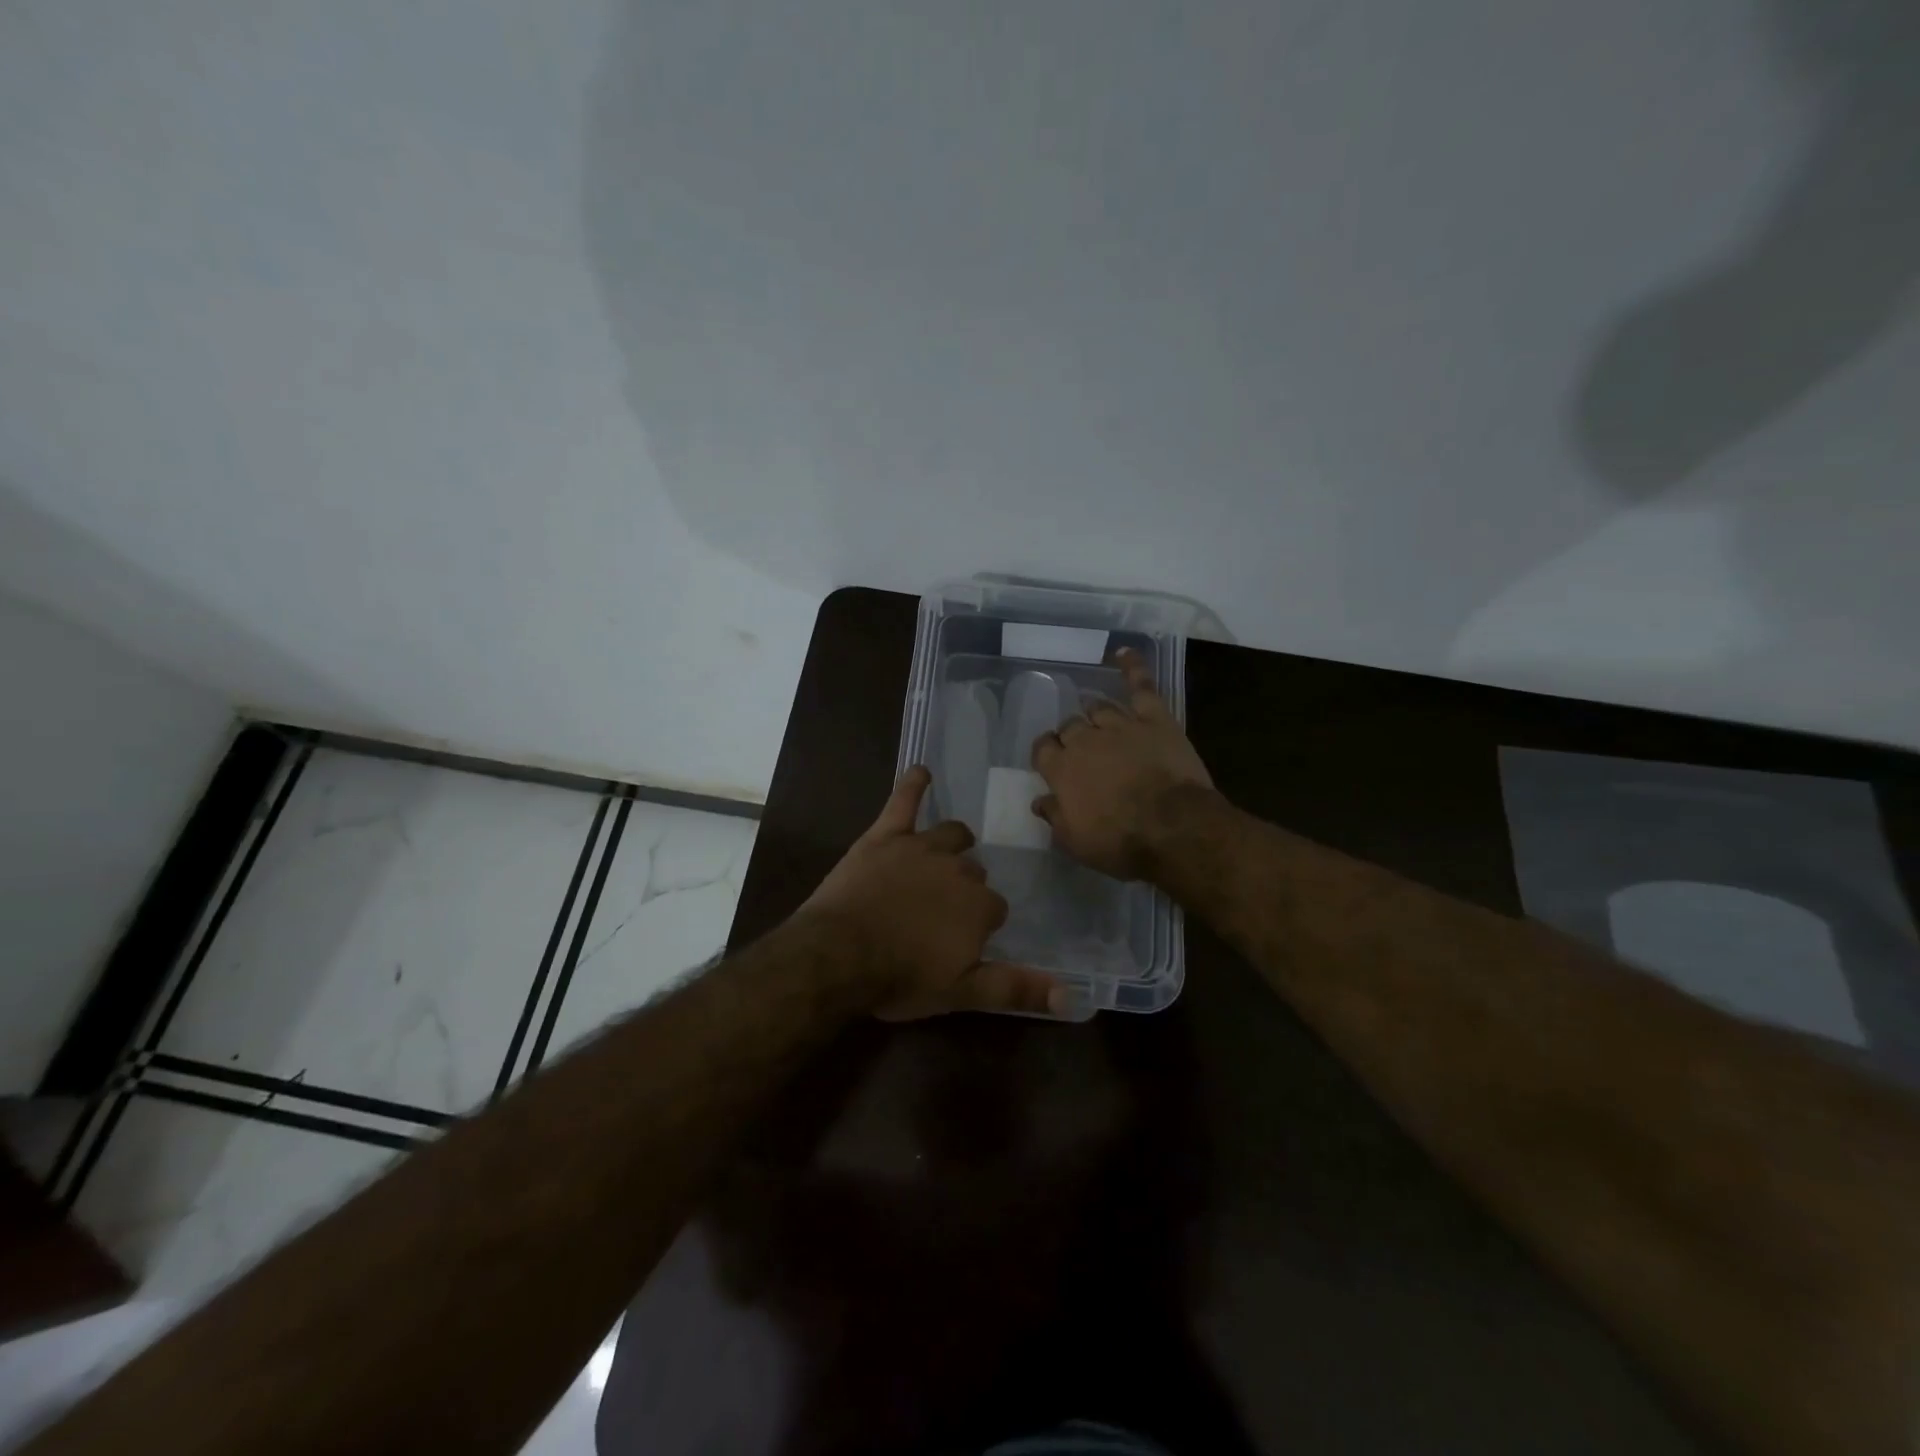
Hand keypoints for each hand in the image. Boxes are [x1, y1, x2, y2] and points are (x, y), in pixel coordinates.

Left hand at [804, 766, 1069, 1019]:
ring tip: (945, 852)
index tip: (962, 938)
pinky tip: (920, 771)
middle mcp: (957, 869)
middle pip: (973, 871)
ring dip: (952, 842)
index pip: (995, 908)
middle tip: (941, 909)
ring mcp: (921, 847)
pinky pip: (903, 801)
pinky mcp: (886, 835)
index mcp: (979, 905)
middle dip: (964, 887)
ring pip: (950, 835)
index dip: (980, 923)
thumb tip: (1072, 997)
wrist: (838, 955)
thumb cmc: (900, 978)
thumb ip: (1016, 989)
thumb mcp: (963, 993)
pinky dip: (913, 784)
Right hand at [1030, 648, 1213, 879]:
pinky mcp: (1154, 719)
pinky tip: (1123, 653)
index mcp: (1062, 769)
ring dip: (1094, 713)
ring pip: (1099, 707)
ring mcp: (1121, 725)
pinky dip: (1132, 667)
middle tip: (1081, 751)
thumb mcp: (1076, 842)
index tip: (1050, 761)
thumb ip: (1055, 817)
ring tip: (1096, 718)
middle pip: (1070, 726)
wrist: (1173, 828)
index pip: (1043, 748)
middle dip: (1071, 735)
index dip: (1046, 752)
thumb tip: (1040, 801)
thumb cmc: (1120, 841)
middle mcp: (1086, 740)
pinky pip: (1140, 686)